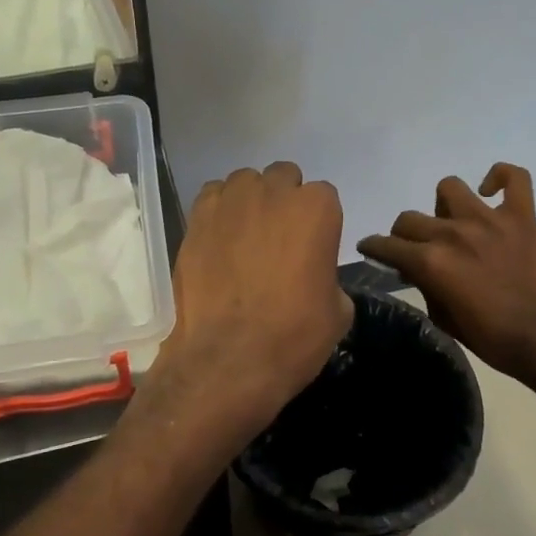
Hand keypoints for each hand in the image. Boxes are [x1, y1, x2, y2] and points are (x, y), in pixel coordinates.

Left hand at [158, 162, 354, 433]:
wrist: (230, 357)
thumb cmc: (294, 335)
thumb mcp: (337, 310)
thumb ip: (328, 275)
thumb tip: (315, 275)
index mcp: (317, 209)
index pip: (323, 196)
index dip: (318, 223)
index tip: (312, 249)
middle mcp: (274, 192)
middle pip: (283, 178)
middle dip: (284, 201)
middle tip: (278, 239)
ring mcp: (231, 201)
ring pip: (245, 182)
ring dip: (250, 201)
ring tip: (244, 236)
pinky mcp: (197, 218)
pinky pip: (212, 196)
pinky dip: (218, 210)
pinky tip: (218, 239)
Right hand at [359, 163, 535, 385]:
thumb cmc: (492, 338)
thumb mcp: (444, 319)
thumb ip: (426, 287)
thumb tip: (417, 271)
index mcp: (430, 262)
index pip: (386, 245)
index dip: (373, 247)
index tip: (371, 248)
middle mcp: (453, 234)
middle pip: (410, 219)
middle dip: (404, 235)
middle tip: (416, 248)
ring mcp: (488, 220)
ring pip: (449, 188)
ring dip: (444, 206)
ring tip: (453, 221)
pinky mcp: (521, 217)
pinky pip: (515, 178)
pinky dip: (501, 177)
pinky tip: (491, 191)